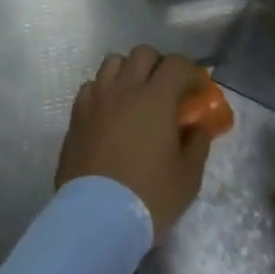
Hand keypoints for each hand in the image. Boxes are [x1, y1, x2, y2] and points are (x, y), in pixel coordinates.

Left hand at [56, 47, 214, 236]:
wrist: (95, 220)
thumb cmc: (148, 197)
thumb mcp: (188, 177)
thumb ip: (198, 144)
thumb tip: (199, 127)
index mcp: (155, 98)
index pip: (176, 64)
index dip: (191, 72)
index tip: (197, 91)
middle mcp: (124, 90)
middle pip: (142, 53)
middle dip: (159, 64)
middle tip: (167, 89)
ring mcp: (96, 101)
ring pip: (112, 63)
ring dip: (128, 71)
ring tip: (135, 95)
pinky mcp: (76, 117)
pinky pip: (90, 87)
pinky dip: (103, 90)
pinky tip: (110, 112)